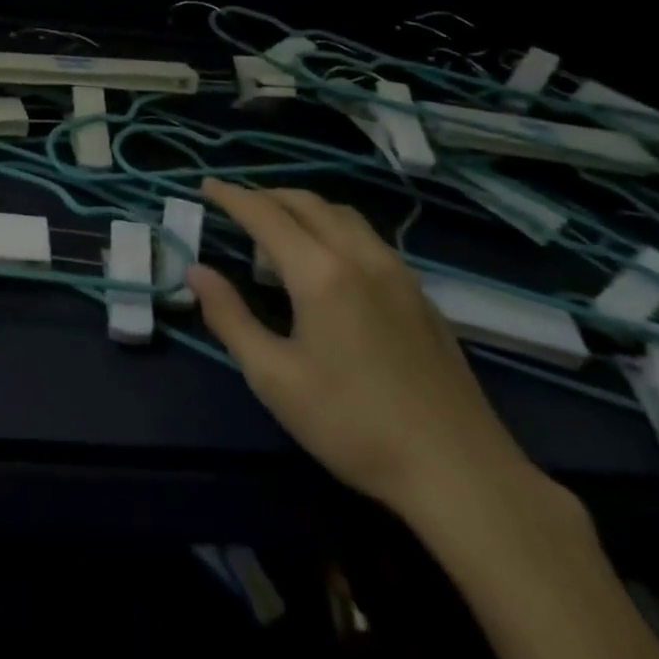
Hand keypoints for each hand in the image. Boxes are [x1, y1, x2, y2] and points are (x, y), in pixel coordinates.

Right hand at [187, 180, 539, 522]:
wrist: (462, 474)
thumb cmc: (354, 425)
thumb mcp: (274, 378)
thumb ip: (229, 317)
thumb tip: (196, 272)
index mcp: (320, 272)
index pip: (265, 214)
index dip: (231, 196)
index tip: (205, 185)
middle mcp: (359, 256)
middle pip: (306, 203)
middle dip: (265, 195)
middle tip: (235, 205)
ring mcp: (397, 273)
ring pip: (342, 215)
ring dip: (303, 207)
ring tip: (278, 227)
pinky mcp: (420, 295)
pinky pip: (367, 237)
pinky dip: (333, 227)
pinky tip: (329, 260)